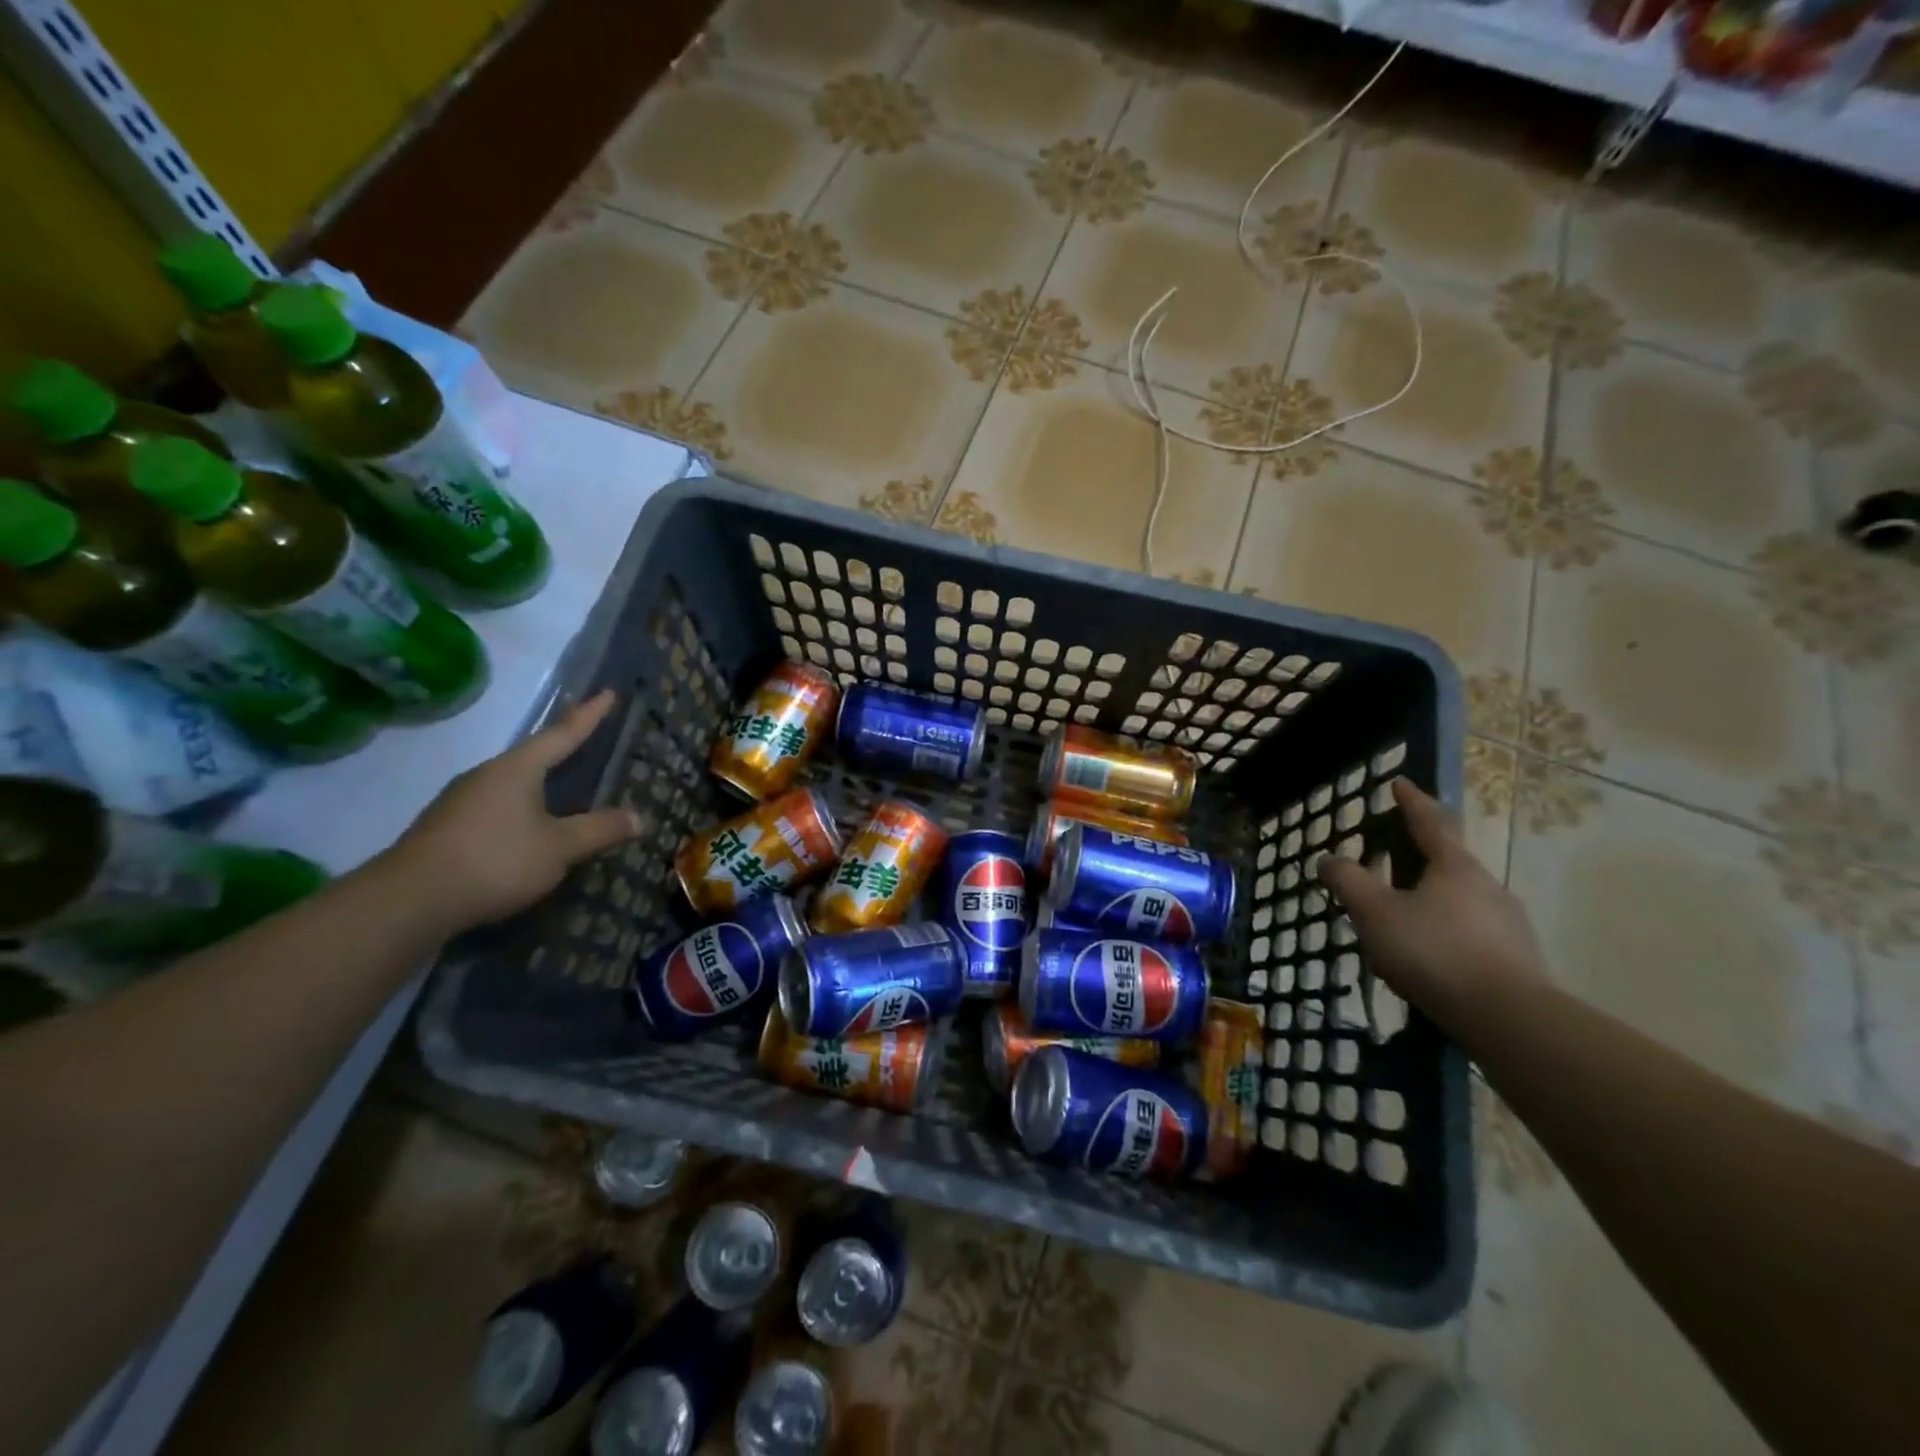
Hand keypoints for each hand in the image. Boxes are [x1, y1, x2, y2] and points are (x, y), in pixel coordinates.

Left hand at [384, 691, 640, 933]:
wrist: (409, 901)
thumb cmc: (495, 860)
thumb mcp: (559, 848)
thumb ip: (599, 830)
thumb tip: (638, 817)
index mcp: (517, 769)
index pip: (562, 734)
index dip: (588, 715)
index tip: (607, 692)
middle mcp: (486, 776)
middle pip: (533, 755)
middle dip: (561, 747)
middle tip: (586, 737)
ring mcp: (461, 802)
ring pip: (511, 783)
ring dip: (538, 781)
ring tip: (561, 786)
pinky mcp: (446, 829)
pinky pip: (495, 807)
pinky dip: (520, 809)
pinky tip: (526, 828)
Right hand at [1317, 777, 1545, 1030]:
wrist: (1509, 1020)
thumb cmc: (1435, 952)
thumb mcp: (1376, 913)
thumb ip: (1349, 882)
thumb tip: (1329, 859)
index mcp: (1455, 867)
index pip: (1430, 822)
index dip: (1411, 802)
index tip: (1399, 783)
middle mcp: (1488, 887)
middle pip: (1446, 864)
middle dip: (1416, 863)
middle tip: (1386, 869)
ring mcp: (1508, 925)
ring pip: (1458, 904)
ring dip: (1428, 906)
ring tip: (1399, 928)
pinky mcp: (1517, 962)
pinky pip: (1470, 937)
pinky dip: (1444, 939)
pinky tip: (1426, 965)